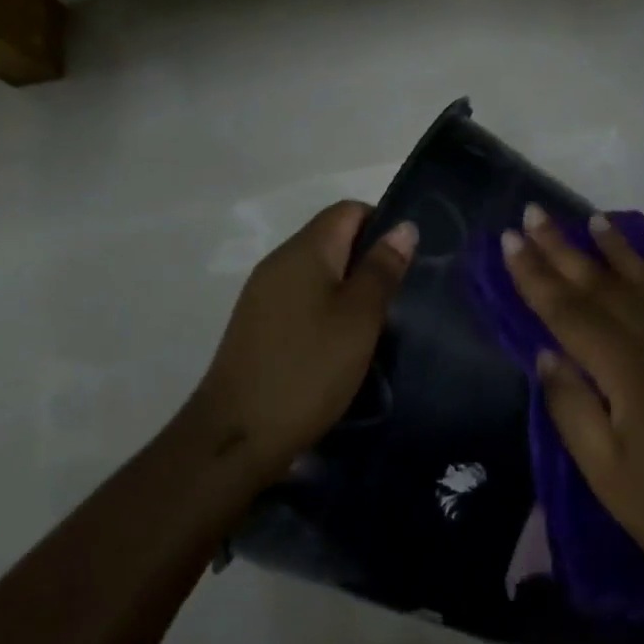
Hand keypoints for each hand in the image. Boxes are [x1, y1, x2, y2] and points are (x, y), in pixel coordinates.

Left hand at [186, 201, 416, 481]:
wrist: (237, 434)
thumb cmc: (308, 369)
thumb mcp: (359, 318)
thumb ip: (382, 269)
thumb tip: (403, 226)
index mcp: (304, 250)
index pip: (348, 210)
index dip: (382, 224)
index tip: (406, 263)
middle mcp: (279, 262)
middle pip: (332, 238)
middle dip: (368, 260)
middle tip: (399, 298)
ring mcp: (263, 294)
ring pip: (317, 272)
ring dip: (348, 289)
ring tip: (376, 325)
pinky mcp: (257, 324)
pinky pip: (301, 299)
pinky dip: (326, 310)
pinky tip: (341, 345)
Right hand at [503, 206, 643, 608]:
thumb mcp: (605, 472)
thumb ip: (571, 406)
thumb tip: (545, 353)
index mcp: (626, 370)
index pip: (567, 310)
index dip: (533, 275)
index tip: (508, 240)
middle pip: (602, 285)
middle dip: (562, 248)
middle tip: (534, 214)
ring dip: (616, 250)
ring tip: (592, 220)